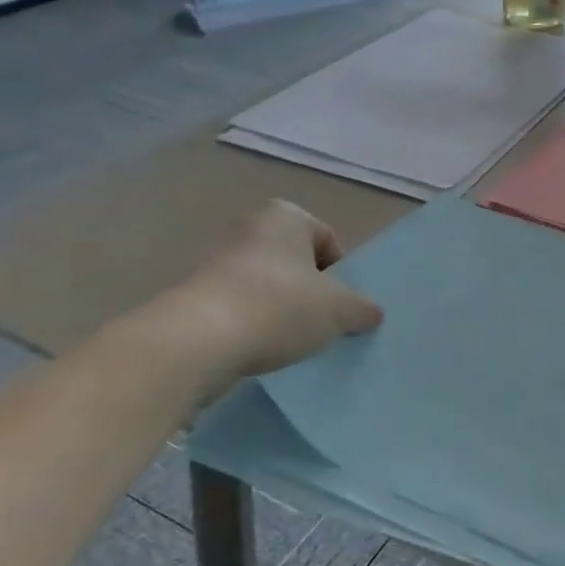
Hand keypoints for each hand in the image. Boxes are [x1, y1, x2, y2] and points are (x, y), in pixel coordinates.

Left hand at [174, 200, 382, 380]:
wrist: (196, 341)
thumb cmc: (279, 307)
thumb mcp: (339, 311)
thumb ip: (362, 309)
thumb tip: (371, 313)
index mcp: (286, 216)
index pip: (328, 242)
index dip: (342, 276)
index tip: (341, 307)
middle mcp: (249, 227)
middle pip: (296, 263)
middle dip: (310, 292)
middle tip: (321, 324)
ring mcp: (215, 259)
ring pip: (266, 285)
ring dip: (279, 310)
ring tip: (290, 342)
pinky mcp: (192, 293)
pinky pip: (237, 306)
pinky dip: (250, 324)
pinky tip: (258, 349)